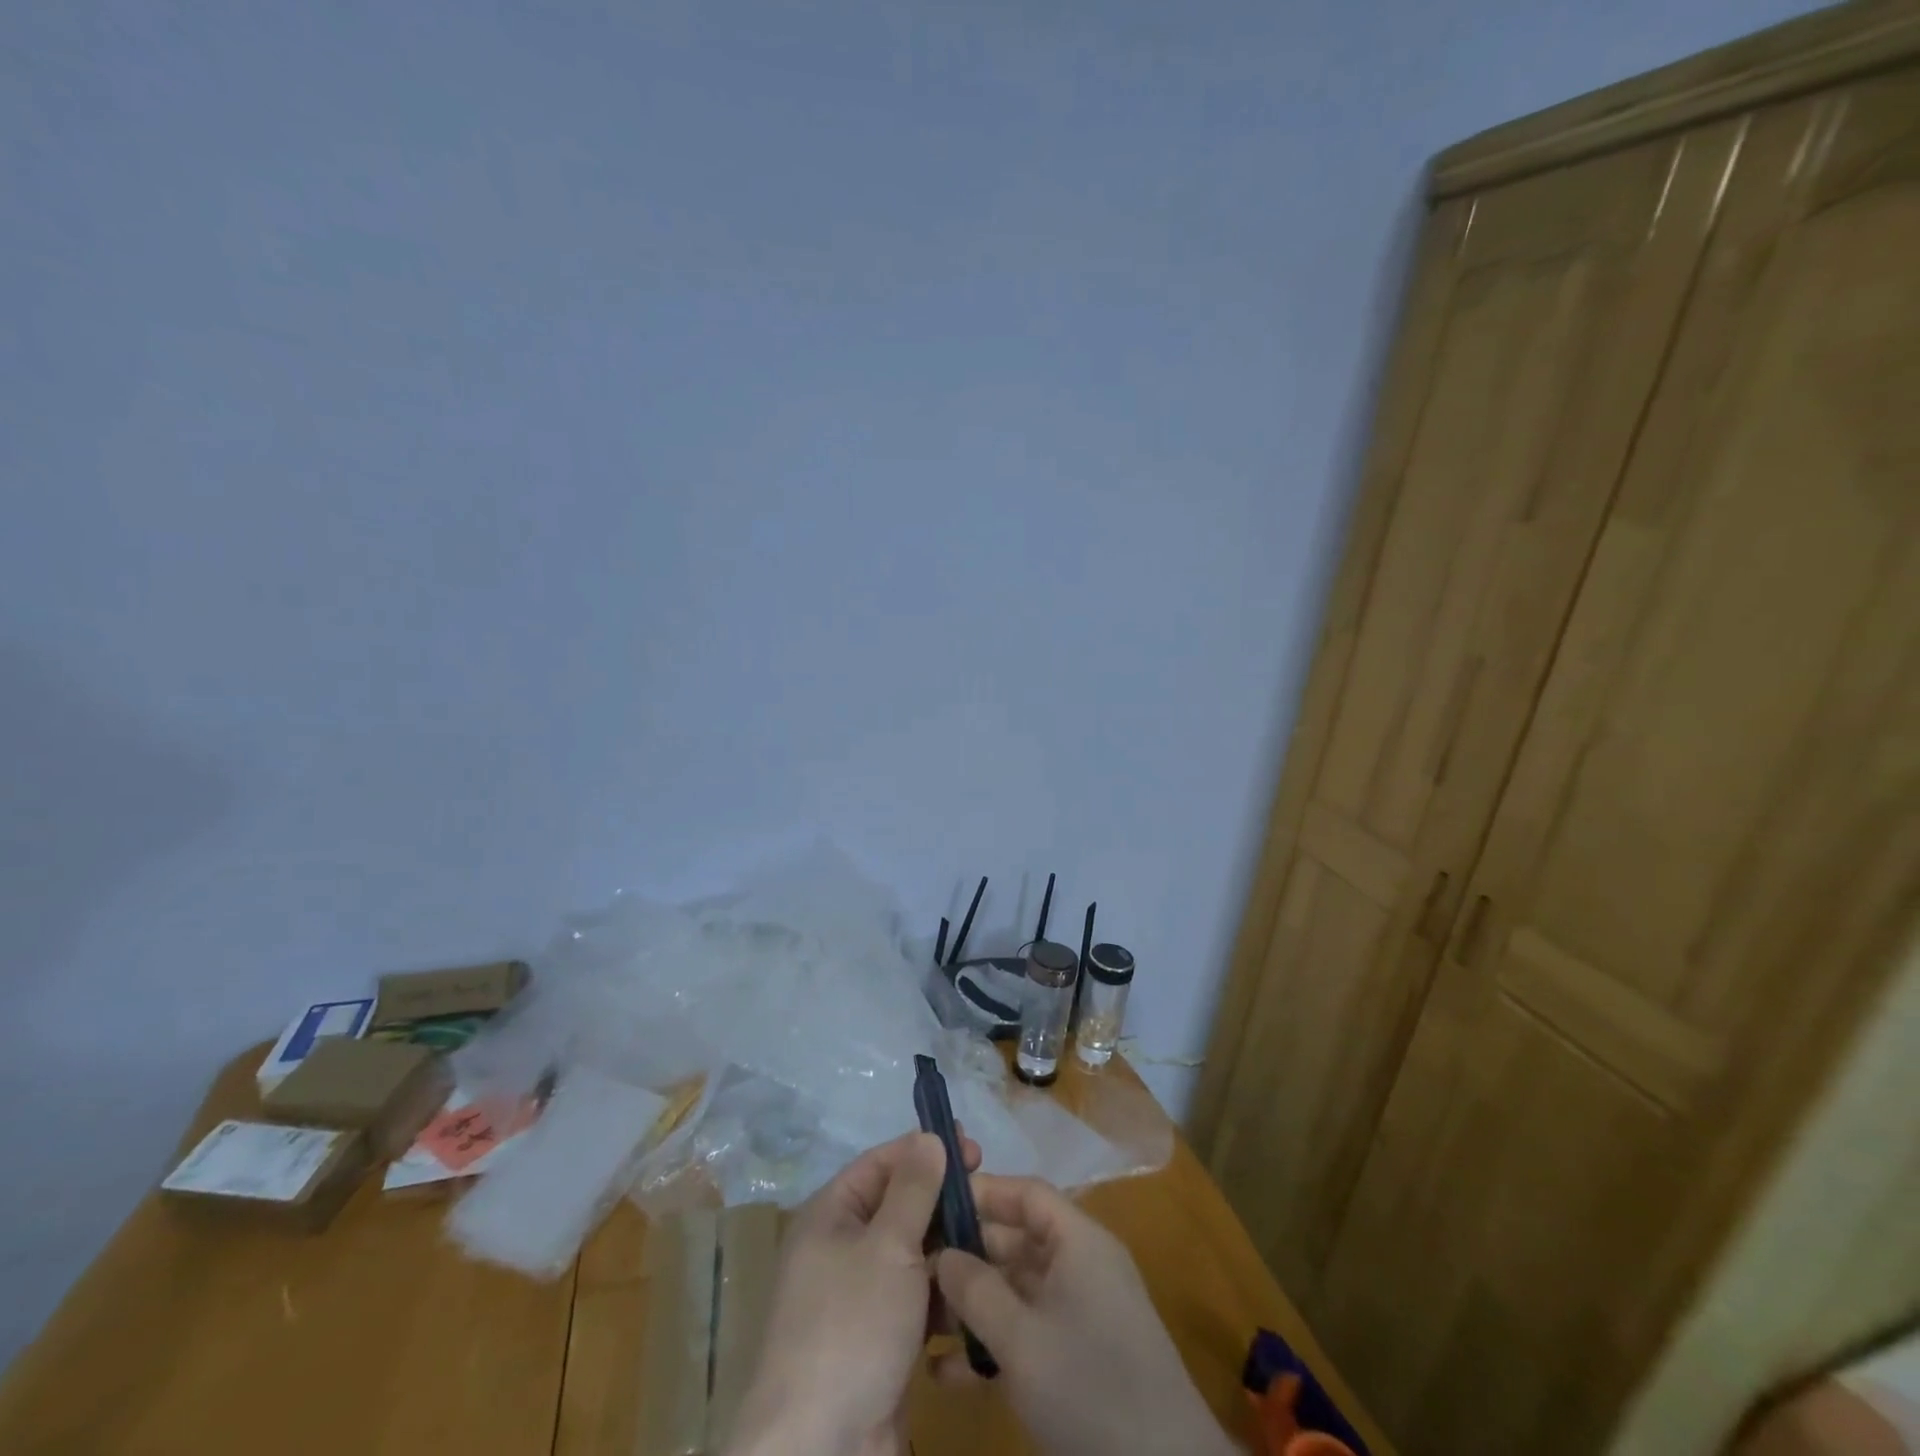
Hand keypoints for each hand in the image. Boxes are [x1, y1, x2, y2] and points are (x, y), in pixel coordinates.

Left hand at [725, 1129, 980, 1455]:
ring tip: (994, 1244)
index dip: (924, 1150)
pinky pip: (917, 1299)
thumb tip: (929, 1136)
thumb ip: (914, 1189)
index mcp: (831, 1215)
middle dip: (943, 1201)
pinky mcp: (880, 1339)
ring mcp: (861, 1297)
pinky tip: (979, 1293)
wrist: (821, 1450)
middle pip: (899, 1207)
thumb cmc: (851, 1326)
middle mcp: (842, 1248)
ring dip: (949, 1248)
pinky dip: (944, 1294)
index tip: (973, 1148)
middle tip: (989, 1197)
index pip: (881, 1163)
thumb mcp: (887, 1245)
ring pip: (912, 1254)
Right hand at [932, 1174, 1239, 1455]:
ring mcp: (1080, 1313)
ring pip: (1016, 1290)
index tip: (932, 1203)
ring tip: (921, 1321)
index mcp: (1078, 1241)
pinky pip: (1028, 1331)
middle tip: (913, 1269)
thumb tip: (940, 1253)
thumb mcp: (1022, 1339)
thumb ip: (976, 1289)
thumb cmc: (1091, 1388)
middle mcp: (1081, 1265)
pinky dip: (992, 1344)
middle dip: (966, 1255)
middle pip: (1017, 1240)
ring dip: (972, 1305)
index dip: (982, 1192)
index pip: (1026, 1193)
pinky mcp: (1078, 1358)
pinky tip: (945, 1371)